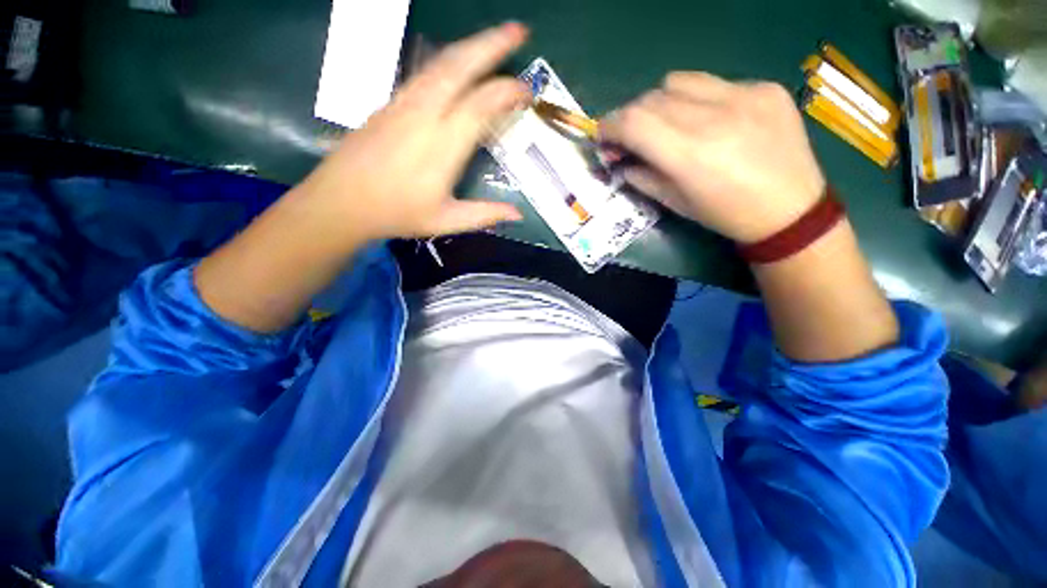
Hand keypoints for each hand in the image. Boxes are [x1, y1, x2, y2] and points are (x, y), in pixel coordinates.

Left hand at [297, 23, 531, 243]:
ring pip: (440, 63)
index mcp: (442, 146)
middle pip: (460, 67)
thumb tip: (517, 214)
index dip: (508, 92)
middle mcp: (424, 115)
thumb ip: (484, 214)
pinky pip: (423, 72)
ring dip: (470, 46)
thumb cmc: (397, 214)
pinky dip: (447, 61)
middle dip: (492, 44)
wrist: (341, 201)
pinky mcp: (389, 103)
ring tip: (492, 38)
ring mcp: (403, 104)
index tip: (527, 93)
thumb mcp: (446, 221)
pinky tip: (456, 61)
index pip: (481, 105)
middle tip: (518, 30)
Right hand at [599, 72, 826, 243]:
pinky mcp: (764, 88)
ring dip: (661, 102)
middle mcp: (715, 117)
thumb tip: (619, 159)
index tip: (602, 135)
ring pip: (678, 81)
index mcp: (689, 155)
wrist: (789, 210)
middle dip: (631, 116)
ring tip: (667, 123)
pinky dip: (696, 99)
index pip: (634, 122)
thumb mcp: (674, 203)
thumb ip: (640, 177)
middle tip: (631, 136)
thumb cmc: (724, 214)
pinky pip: (713, 83)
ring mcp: (745, 96)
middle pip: (651, 99)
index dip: (610, 126)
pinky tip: (708, 119)